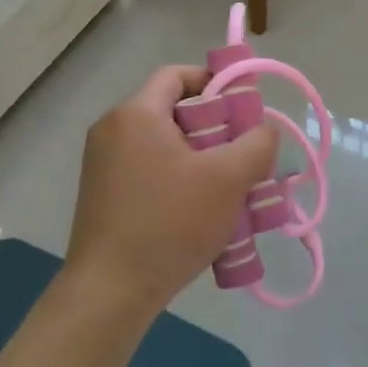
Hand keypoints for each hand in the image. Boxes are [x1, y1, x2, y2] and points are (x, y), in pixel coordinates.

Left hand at [67, 65, 276, 315]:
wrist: (110, 291)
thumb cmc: (170, 223)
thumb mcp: (228, 179)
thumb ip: (257, 144)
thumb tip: (264, 130)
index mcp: (136, 114)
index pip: (178, 75)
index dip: (216, 83)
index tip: (245, 111)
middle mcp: (112, 130)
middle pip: (174, 112)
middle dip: (216, 129)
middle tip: (245, 155)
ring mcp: (102, 164)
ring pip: (165, 146)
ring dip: (201, 160)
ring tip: (230, 189)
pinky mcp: (102, 195)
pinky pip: (150, 172)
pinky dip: (179, 181)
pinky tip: (202, 213)